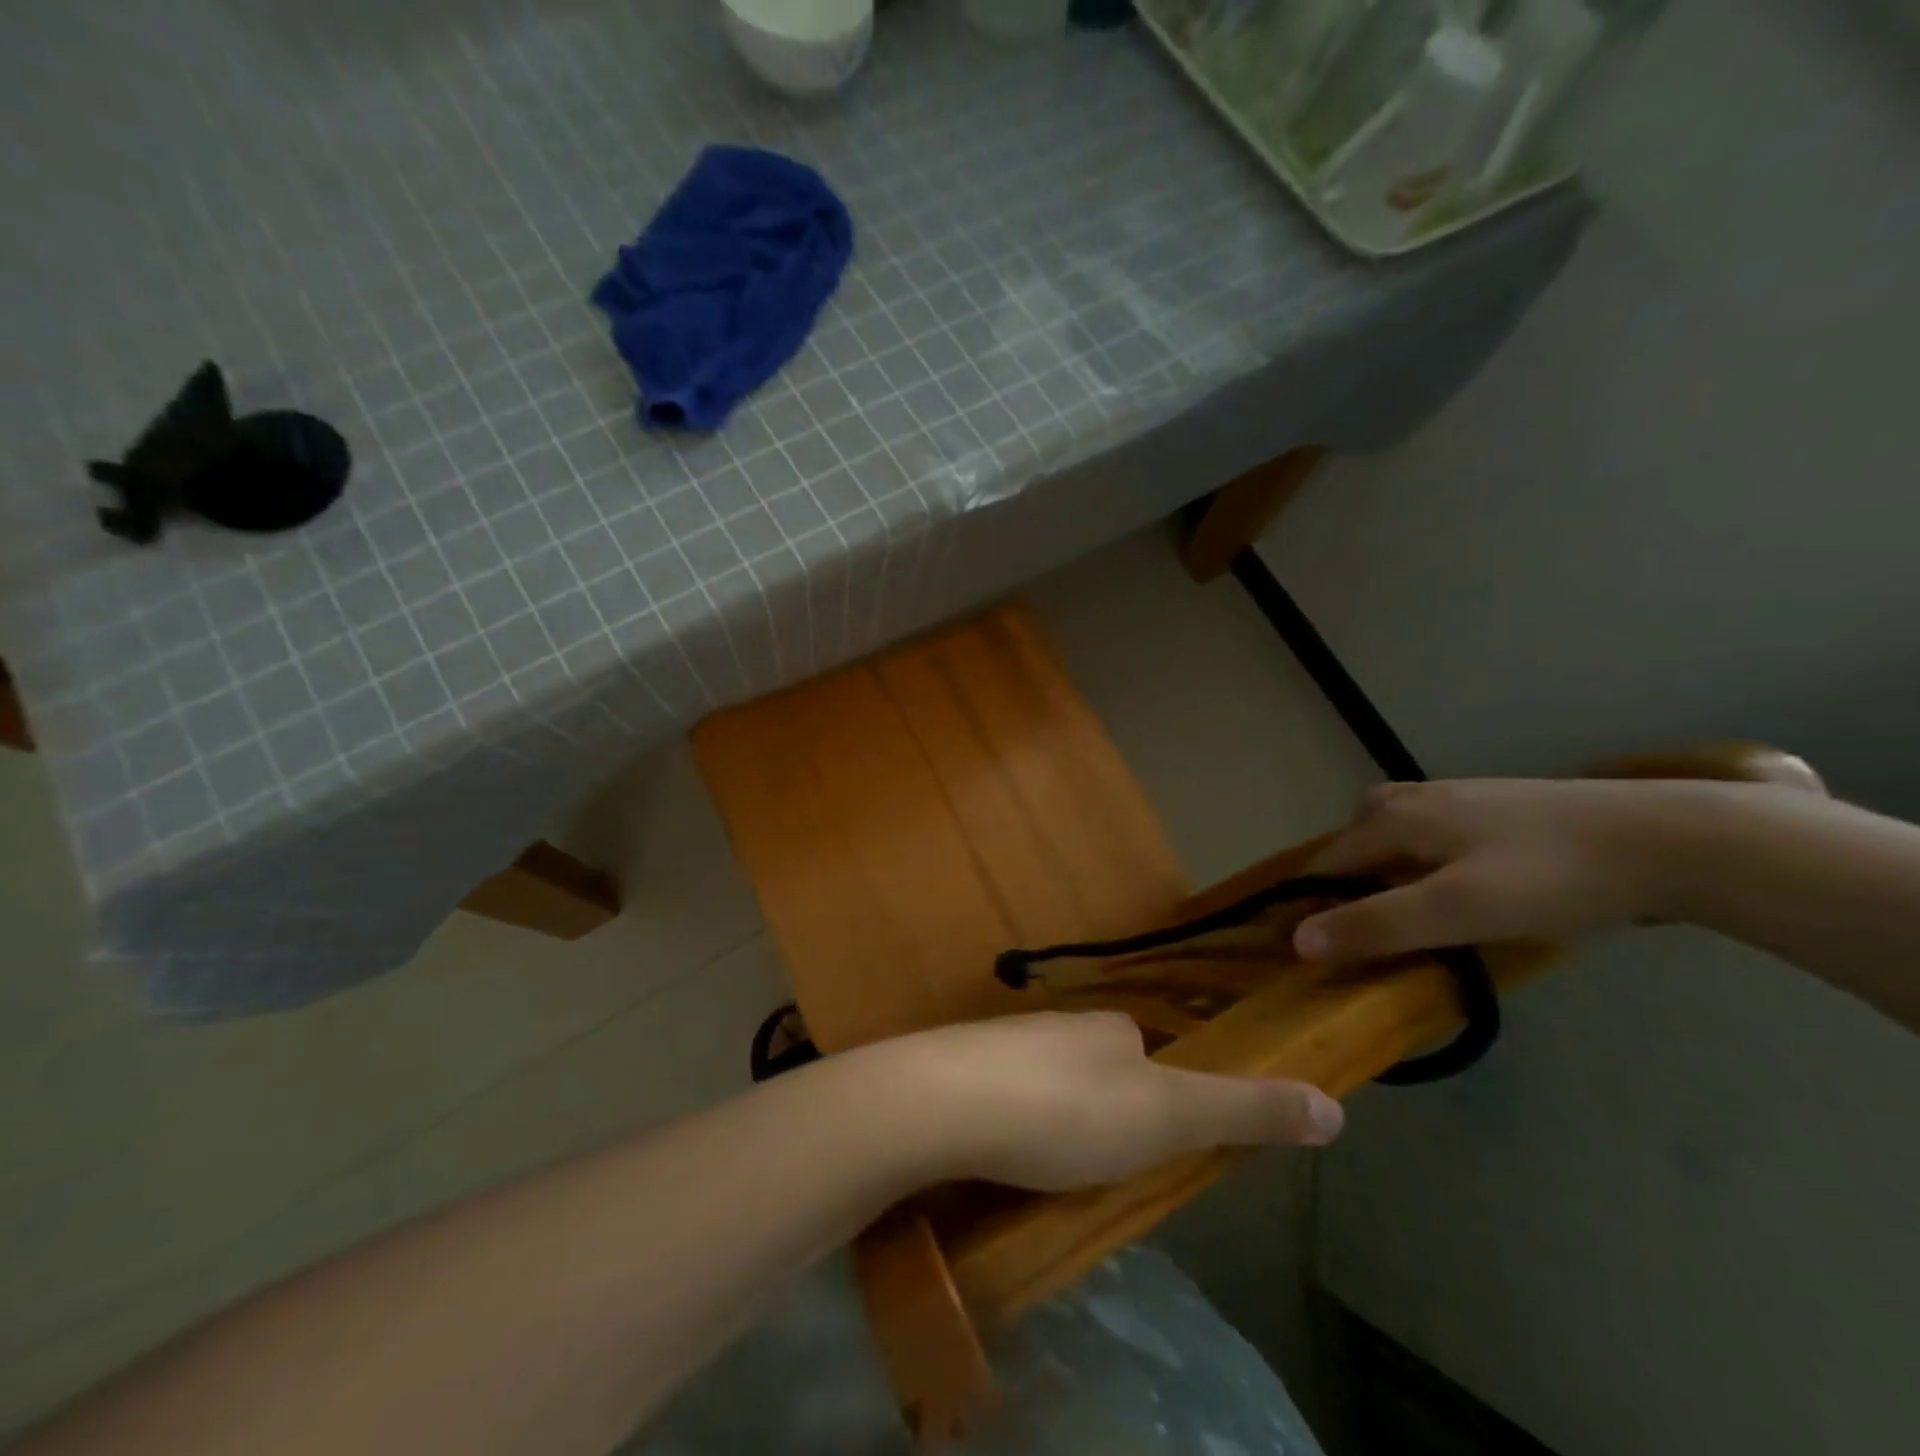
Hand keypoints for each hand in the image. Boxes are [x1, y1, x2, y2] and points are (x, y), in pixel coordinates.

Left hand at [851, 1011, 1343, 1191]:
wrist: (942, 1102)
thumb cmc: (1066, 1110)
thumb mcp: (1167, 1117)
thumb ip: (1244, 1109)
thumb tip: (1334, 1107)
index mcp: (1106, 1027)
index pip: (1144, 1046)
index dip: (1159, 1086)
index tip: (1158, 1133)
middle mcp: (1053, 1024)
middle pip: (1092, 1060)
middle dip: (1103, 1102)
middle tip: (1104, 1162)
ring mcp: (999, 1044)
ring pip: (1042, 1076)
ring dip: (1053, 1112)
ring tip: (1054, 1166)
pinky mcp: (956, 1071)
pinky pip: (998, 1093)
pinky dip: (1009, 1119)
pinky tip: (1001, 1152)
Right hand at [1292, 777, 1702, 962]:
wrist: (1669, 838)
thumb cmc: (1550, 877)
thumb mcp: (1455, 910)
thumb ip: (1376, 924)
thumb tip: (1298, 941)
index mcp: (1395, 818)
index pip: (1327, 861)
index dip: (1312, 902)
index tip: (1312, 947)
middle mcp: (1417, 797)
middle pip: (1356, 837)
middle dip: (1345, 878)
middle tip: (1362, 927)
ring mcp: (1462, 796)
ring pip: (1397, 829)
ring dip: (1385, 865)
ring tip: (1407, 907)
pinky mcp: (1502, 805)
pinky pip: (1435, 830)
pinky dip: (1423, 857)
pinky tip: (1461, 882)